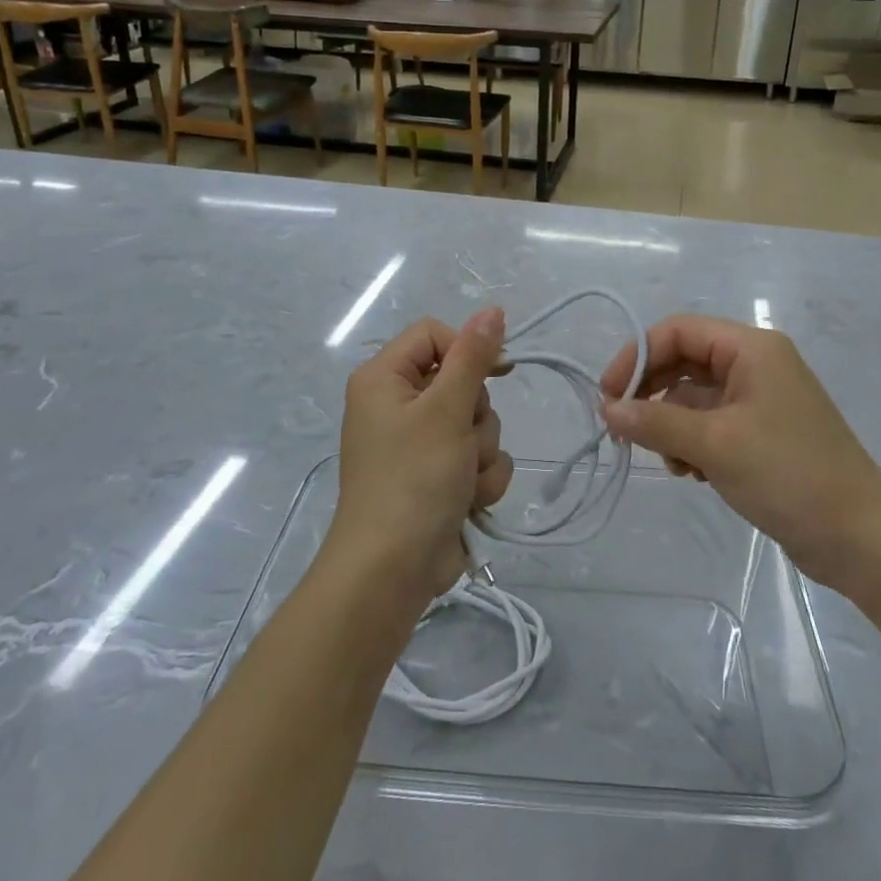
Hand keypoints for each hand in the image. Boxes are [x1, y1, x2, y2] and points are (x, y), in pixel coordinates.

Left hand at [329, 307, 513, 609]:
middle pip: (460, 381)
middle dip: (475, 415)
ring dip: (482, 452)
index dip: (467, 349)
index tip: (496, 371)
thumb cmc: (413, 479)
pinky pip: (477, 458)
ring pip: (476, 423)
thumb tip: (492, 310)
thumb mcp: (446, 410)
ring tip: (463, 479)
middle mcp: (397, 405)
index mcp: (384, 379)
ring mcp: (418, 444)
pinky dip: (481, 479)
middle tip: (462, 441)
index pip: (434, 334)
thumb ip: (472, 357)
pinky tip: (468, 501)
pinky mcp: (438, 476)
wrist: (393, 571)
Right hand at [601, 315, 880, 585]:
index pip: (678, 332)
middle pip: (684, 362)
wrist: (860, 537)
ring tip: (670, 463)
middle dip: (651, 394)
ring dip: (670, 425)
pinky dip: (691, 443)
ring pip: (694, 397)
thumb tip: (608, 410)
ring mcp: (760, 400)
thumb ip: (655, 423)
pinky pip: (710, 424)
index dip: (637, 357)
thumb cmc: (788, 474)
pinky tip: (691, 474)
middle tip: (622, 429)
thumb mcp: (714, 445)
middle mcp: (755, 365)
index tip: (608, 396)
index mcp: (751, 349)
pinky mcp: (761, 434)